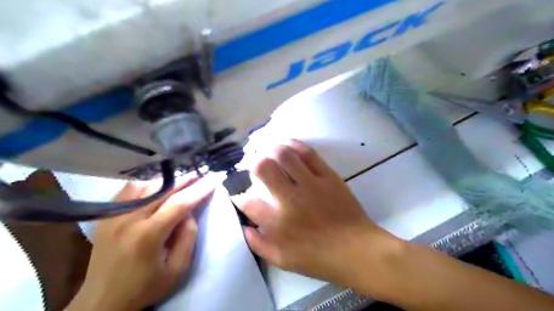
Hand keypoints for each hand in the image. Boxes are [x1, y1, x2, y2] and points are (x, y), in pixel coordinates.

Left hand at [68, 173, 213, 310]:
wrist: (101, 302)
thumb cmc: (145, 287)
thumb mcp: (178, 268)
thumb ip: (188, 236)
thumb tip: (189, 212)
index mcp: (148, 235)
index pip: (180, 203)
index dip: (200, 189)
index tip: (214, 178)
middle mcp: (128, 219)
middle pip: (163, 189)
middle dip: (186, 179)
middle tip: (201, 174)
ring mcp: (113, 216)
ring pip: (145, 185)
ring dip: (167, 182)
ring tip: (181, 182)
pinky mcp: (106, 216)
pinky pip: (128, 191)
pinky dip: (146, 185)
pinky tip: (156, 189)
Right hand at [230, 139, 402, 288]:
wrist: (356, 249)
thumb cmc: (319, 258)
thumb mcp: (282, 260)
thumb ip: (258, 244)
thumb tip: (243, 227)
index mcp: (276, 222)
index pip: (247, 200)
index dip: (238, 194)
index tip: (240, 192)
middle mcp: (289, 198)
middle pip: (262, 168)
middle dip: (254, 164)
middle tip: (256, 168)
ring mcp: (310, 184)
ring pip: (284, 155)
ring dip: (272, 150)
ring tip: (269, 152)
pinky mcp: (327, 176)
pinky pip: (308, 153)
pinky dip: (294, 145)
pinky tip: (287, 145)